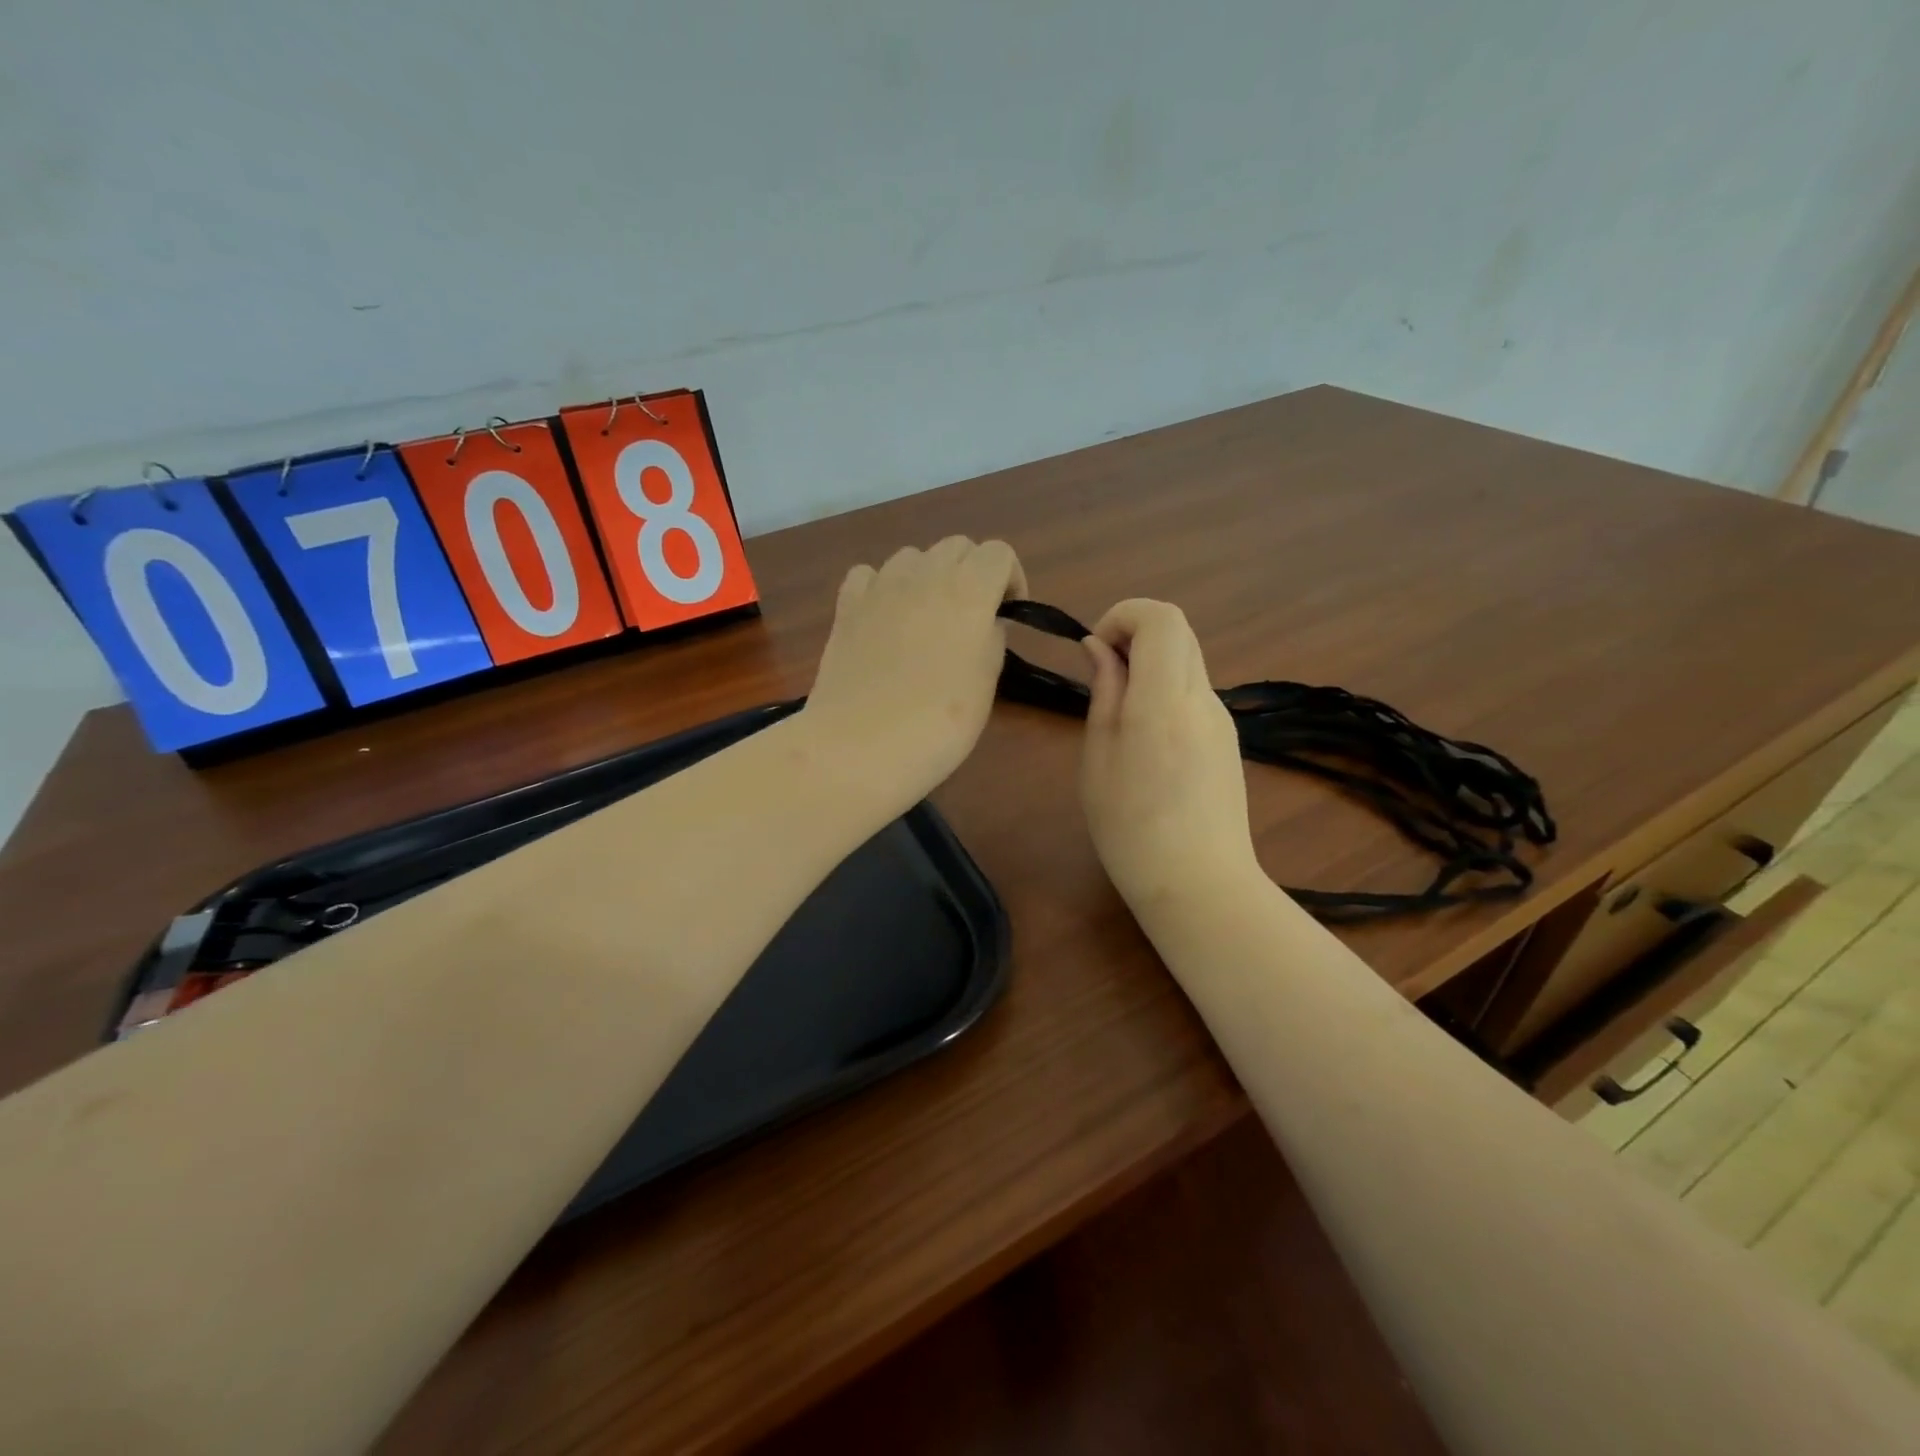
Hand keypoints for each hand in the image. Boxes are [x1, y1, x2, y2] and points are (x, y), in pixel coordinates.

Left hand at [803, 537, 1025, 799]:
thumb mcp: (986, 683)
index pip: (999, 552)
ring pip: (912, 556)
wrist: (862, 745)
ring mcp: (880, 587)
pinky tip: (885, 618)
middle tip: (971, 617)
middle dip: (972, 572)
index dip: (1010, 578)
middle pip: (956, 546)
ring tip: (927, 618)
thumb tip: (984, 622)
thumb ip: (991, 639)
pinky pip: (869, 575)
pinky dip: (882, 587)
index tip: (1008, 613)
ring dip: (928, 576)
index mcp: (969, 590)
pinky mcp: (846, 606)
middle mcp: (924, 575)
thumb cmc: (938, 722)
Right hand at [1080, 600, 1261, 911]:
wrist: (1199, 885)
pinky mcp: (1228, 738)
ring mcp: (1222, 718)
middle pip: (1178, 631)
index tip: (1097, 649)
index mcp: (1164, 701)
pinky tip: (1147, 739)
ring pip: (1187, 660)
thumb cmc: (1130, 829)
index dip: (1123, 615)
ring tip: (1120, 714)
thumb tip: (1100, 648)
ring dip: (1150, 664)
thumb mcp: (1098, 758)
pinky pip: (1195, 692)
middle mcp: (1202, 698)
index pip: (1161, 617)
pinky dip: (1166, 689)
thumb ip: (1104, 693)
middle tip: (1104, 676)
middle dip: (1135, 635)